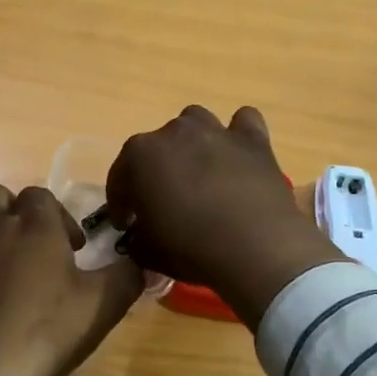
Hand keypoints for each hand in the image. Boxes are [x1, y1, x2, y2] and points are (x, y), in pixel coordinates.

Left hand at [0, 184, 141, 375]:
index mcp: (34, 224)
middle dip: (18, 212)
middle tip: (39, 247)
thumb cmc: (45, 329)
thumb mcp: (102, 305)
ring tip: (18, 278)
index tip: (74, 249)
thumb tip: (142, 262)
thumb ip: (127, 276)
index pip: (41, 195)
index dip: (60, 217)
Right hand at [107, 105, 344, 328]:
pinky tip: (238, 156)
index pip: (120, 177)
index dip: (121, 202)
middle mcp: (175, 132)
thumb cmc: (191, 248)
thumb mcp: (148, 253)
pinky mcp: (253, 140)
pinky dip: (238, 136)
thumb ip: (137, 240)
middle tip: (165, 202)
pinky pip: (243, 123)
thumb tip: (139, 238)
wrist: (256, 247)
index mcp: (140, 155)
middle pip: (158, 146)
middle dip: (157, 170)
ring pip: (196, 123)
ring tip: (199, 172)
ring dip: (193, 143)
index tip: (126, 224)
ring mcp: (216, 131)